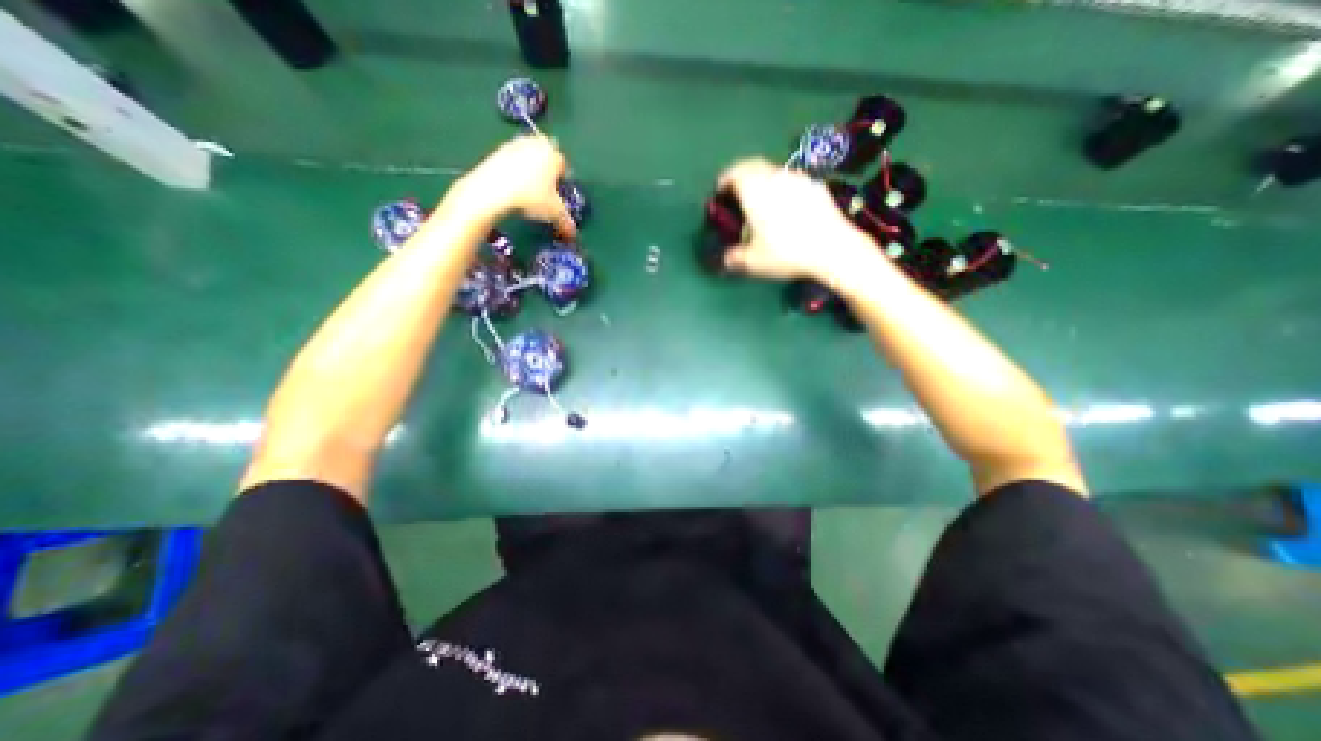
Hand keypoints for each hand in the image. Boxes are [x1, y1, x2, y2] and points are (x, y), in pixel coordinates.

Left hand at [459, 130, 577, 235]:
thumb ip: (567, 223)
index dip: (562, 184)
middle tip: (544, 195)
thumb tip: (573, 235)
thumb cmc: (532, 197)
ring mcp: (515, 144)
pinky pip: (513, 163)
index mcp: (554, 153)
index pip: (564, 167)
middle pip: (547, 161)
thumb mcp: (554, 213)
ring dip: (531, 173)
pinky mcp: (497, 150)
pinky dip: (515, 174)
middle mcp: (536, 143)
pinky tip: (513, 190)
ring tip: (528, 193)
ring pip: (529, 160)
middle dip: (547, 175)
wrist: (493, 190)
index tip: (558, 198)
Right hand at [712, 158, 874, 281]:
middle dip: (741, 177)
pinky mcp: (815, 186)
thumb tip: (725, 259)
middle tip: (737, 195)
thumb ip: (734, 258)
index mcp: (754, 190)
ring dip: (762, 181)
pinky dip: (782, 188)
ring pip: (773, 172)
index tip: (720, 192)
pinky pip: (792, 181)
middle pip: (753, 166)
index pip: (733, 173)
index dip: (724, 181)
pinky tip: (787, 208)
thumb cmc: (786, 252)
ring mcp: (797, 178)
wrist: (832, 248)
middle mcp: (774, 177)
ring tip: (762, 202)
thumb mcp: (753, 262)